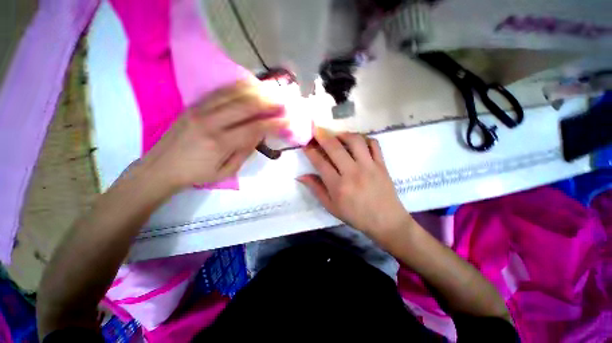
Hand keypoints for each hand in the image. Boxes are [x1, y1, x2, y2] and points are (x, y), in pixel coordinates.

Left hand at [139, 80, 285, 191]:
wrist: (161, 167)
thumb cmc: (197, 174)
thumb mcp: (226, 171)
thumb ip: (244, 151)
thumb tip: (260, 133)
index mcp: (220, 143)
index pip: (254, 128)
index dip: (273, 123)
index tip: (287, 120)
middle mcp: (210, 122)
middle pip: (245, 105)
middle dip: (267, 101)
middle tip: (282, 100)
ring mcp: (199, 110)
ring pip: (232, 94)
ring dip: (254, 90)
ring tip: (270, 89)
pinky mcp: (193, 105)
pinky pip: (219, 91)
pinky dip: (237, 86)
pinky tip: (249, 84)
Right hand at [298, 131, 411, 236]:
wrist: (386, 221)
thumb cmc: (356, 216)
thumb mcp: (331, 207)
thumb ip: (316, 189)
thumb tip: (301, 176)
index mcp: (338, 186)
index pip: (320, 162)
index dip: (310, 151)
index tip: (306, 145)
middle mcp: (352, 172)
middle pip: (335, 147)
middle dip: (322, 136)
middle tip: (316, 131)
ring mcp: (369, 166)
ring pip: (355, 141)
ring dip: (343, 134)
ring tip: (337, 136)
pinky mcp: (381, 164)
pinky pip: (374, 144)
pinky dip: (365, 138)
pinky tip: (358, 141)